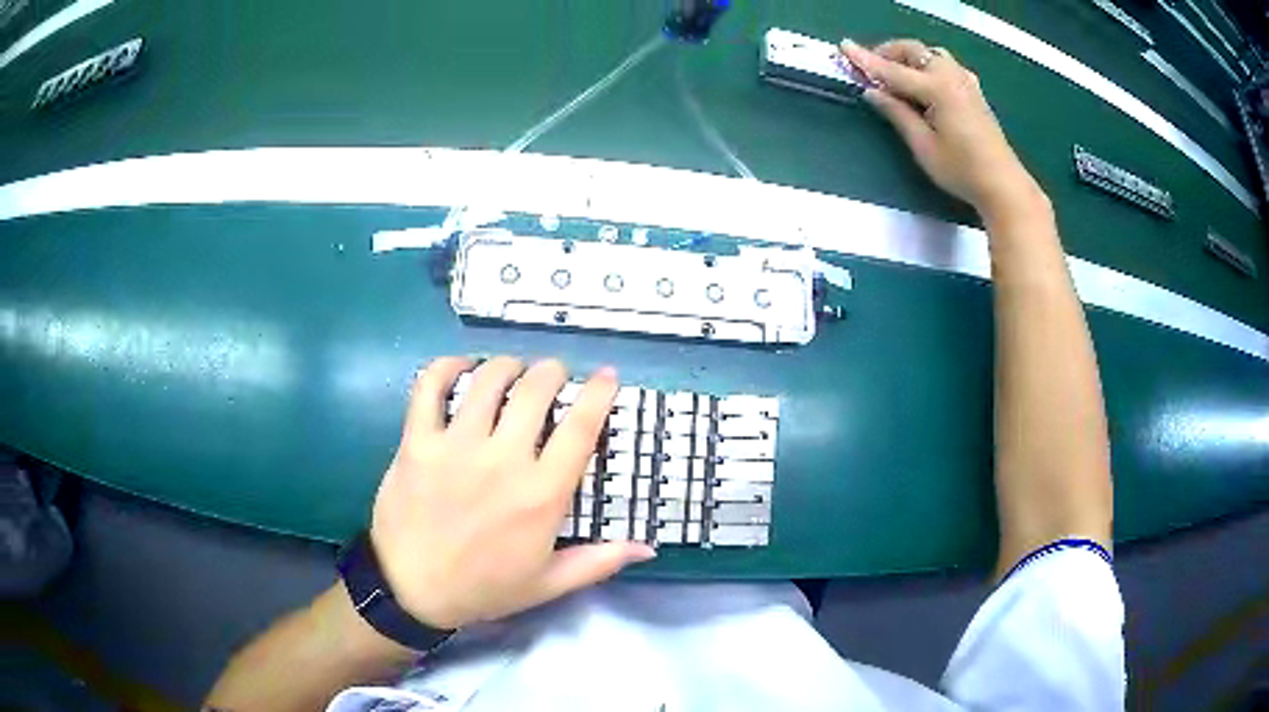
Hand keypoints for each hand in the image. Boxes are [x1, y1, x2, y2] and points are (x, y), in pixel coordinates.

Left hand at [369, 356, 654, 630]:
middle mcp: (502, 460)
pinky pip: (430, 387)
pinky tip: (461, 367)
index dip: (599, 393)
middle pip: (536, 390)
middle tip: (553, 376)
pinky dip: (447, 367)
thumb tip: (648, 548)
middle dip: (552, 372)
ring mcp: (456, 446)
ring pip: (488, 380)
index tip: (607, 375)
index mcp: (541, 494)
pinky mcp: (417, 441)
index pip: (581, 428)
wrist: (412, 590)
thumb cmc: (484, 588)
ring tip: (512, 371)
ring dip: (507, 365)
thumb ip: (599, 562)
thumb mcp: (548, 584)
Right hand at [841, 39, 1045, 221]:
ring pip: (930, 54)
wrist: (1003, 184)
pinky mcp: (973, 91)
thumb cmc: (961, 170)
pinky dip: (926, 65)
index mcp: (937, 88)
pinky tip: (923, 82)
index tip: (844, 47)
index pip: (893, 70)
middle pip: (913, 50)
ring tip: (895, 75)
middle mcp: (951, 76)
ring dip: (908, 57)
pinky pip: (944, 64)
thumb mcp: (923, 146)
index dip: (866, 60)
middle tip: (870, 68)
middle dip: (888, 53)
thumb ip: (897, 113)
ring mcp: (965, 81)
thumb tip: (872, 92)